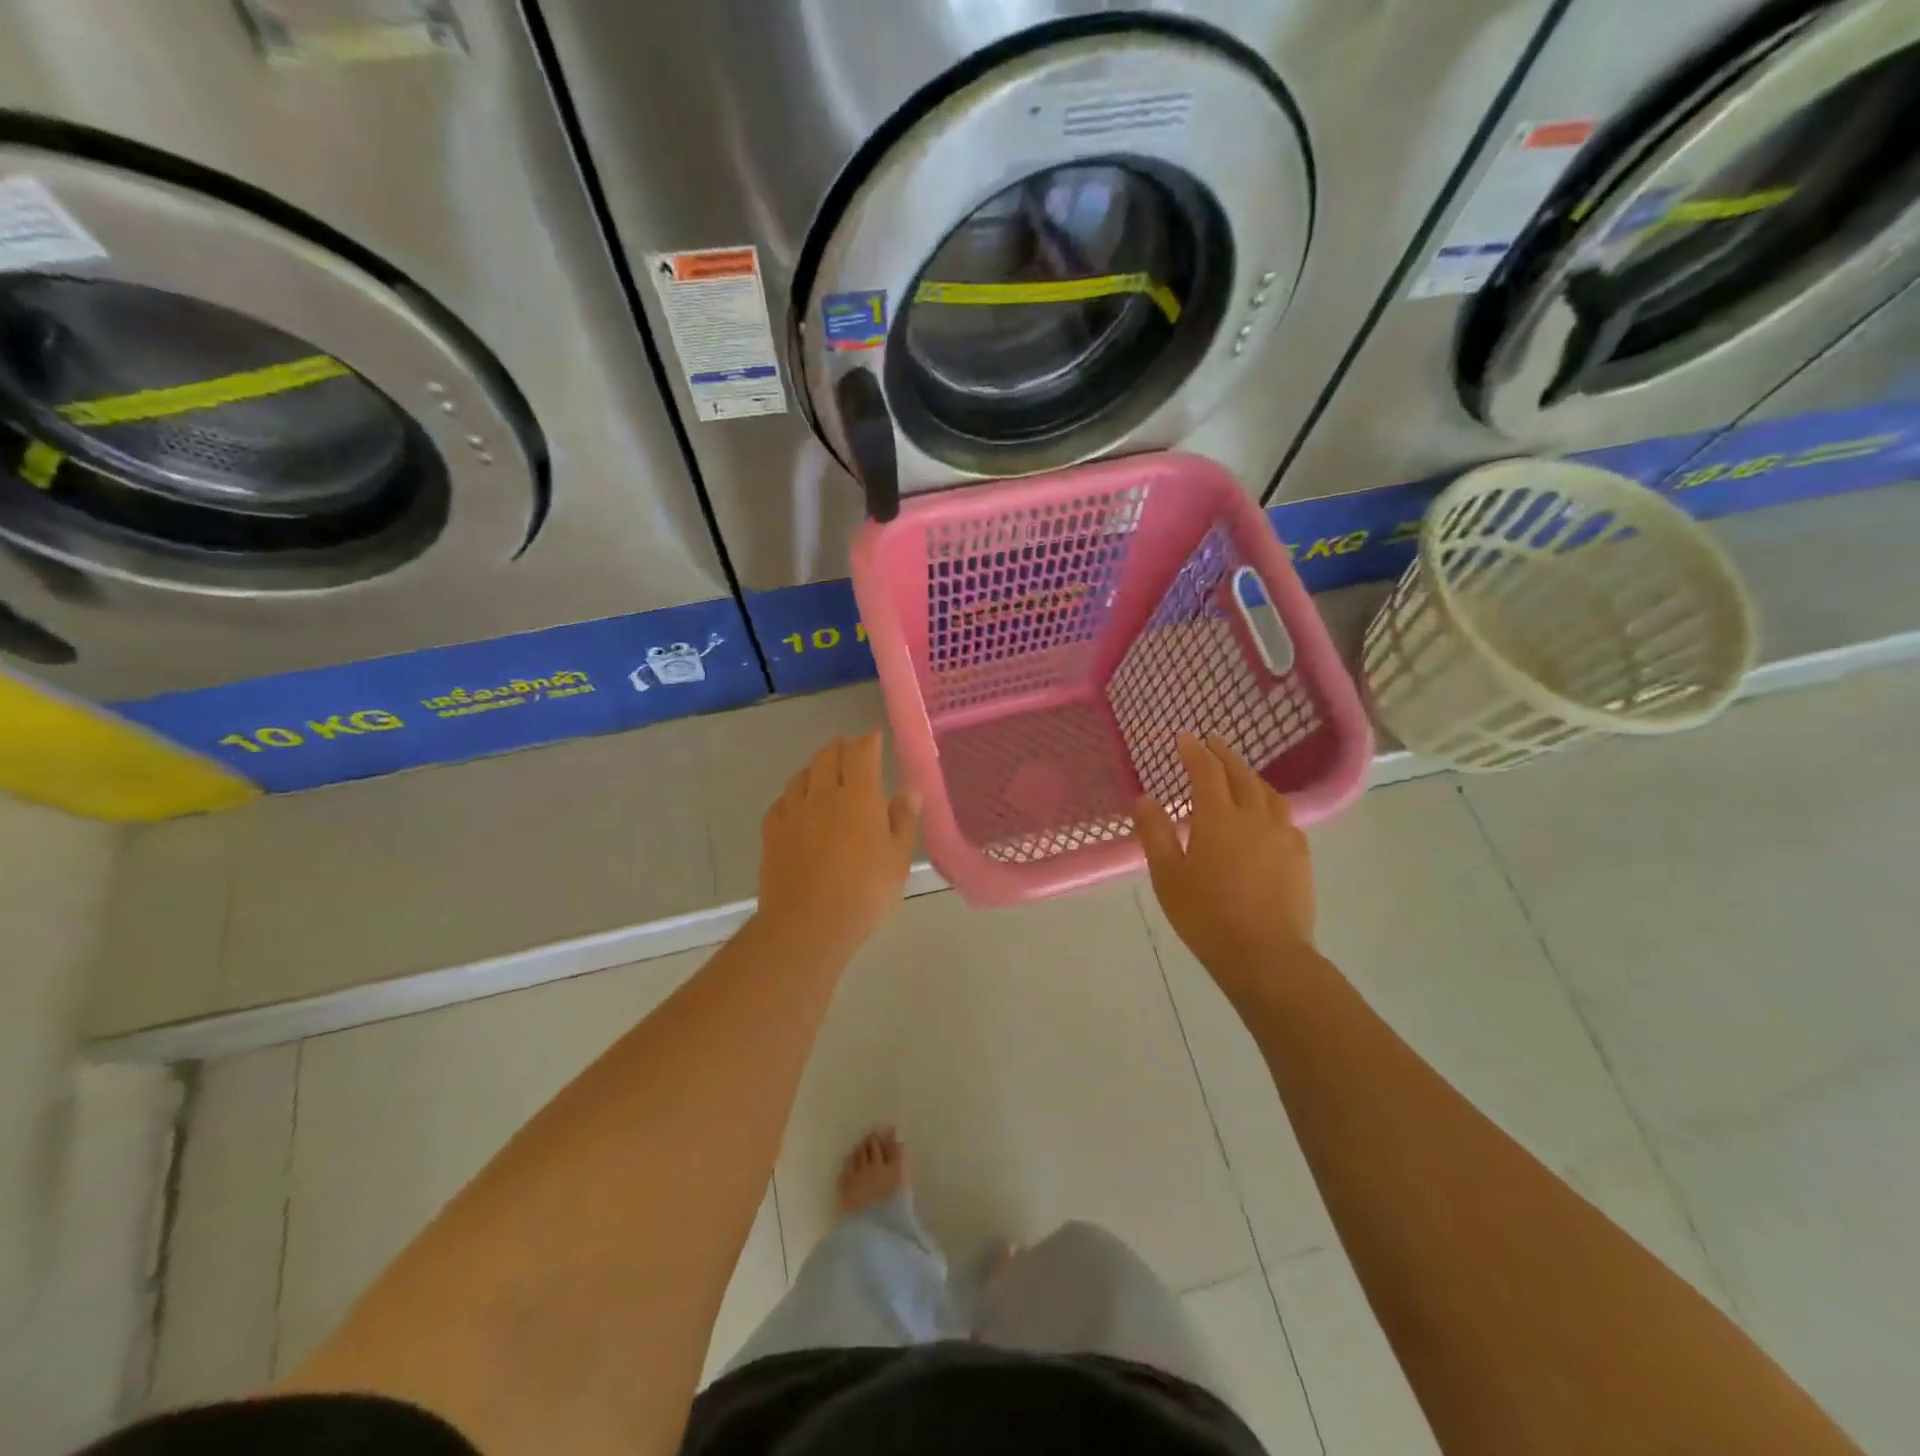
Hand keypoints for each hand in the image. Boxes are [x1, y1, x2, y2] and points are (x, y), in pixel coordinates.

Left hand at [758, 733, 918, 956]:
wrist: (808, 924)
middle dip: (841, 748)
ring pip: (801, 775)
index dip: (869, 741)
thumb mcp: (898, 859)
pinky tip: (798, 808)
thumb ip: (903, 820)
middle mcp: (822, 794)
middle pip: (827, 756)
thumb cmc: (865, 892)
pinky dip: (793, 797)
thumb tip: (909, 791)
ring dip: (815, 769)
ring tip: (824, 777)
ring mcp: (792, 812)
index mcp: (859, 796)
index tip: (874, 738)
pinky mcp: (771, 833)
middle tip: (851, 753)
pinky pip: (781, 802)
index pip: (862, 753)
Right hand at [1136, 733, 1316, 998]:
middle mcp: (1254, 816)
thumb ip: (1155, 833)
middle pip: (1240, 774)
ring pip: (1267, 793)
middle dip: (1223, 754)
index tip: (1184, 737)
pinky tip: (1266, 815)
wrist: (1266, 954)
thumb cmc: (1206, 915)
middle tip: (1212, 741)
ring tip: (1239, 773)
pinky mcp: (1299, 856)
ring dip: (1250, 776)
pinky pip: (1285, 816)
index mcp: (1218, 818)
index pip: (1206, 771)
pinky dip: (1269, 803)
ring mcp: (1282, 835)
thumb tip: (1145, 799)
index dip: (1194, 751)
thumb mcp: (1167, 875)